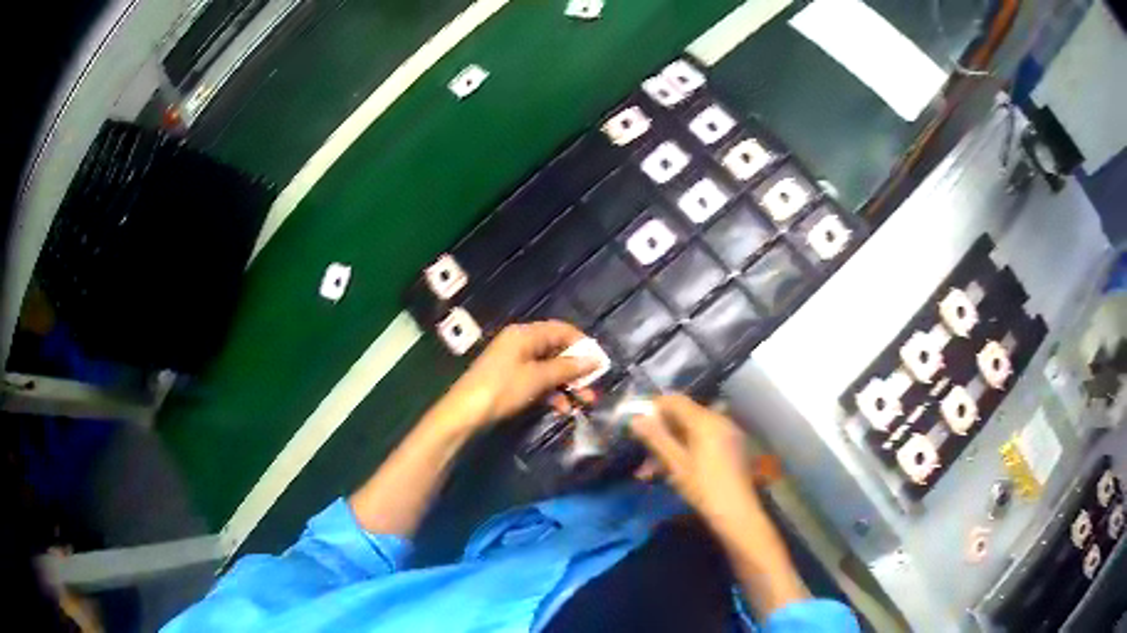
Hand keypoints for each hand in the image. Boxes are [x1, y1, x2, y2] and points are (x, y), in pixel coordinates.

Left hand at [441, 321, 596, 430]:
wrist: (464, 414)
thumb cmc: (502, 389)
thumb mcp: (538, 378)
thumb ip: (567, 368)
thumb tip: (595, 359)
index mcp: (525, 334)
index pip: (562, 330)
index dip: (583, 345)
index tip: (601, 363)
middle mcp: (521, 343)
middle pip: (557, 350)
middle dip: (577, 369)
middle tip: (594, 388)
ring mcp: (514, 362)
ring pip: (549, 368)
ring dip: (567, 384)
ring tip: (584, 403)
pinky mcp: (510, 381)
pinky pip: (538, 381)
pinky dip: (552, 393)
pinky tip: (562, 409)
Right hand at [630, 394, 763, 538]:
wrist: (737, 513)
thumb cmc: (704, 489)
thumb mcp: (676, 464)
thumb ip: (656, 438)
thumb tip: (636, 419)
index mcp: (706, 421)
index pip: (676, 401)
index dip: (655, 408)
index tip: (639, 424)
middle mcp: (720, 420)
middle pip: (686, 415)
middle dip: (663, 430)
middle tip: (644, 452)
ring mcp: (730, 433)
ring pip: (695, 429)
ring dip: (674, 443)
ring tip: (654, 469)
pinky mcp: (734, 446)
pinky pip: (707, 438)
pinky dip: (690, 447)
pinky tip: (677, 468)